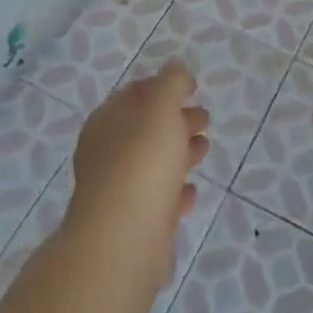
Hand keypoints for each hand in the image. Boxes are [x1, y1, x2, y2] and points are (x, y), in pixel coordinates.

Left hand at [66, 63, 209, 287]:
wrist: (123, 243)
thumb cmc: (141, 163)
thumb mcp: (160, 108)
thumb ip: (171, 83)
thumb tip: (176, 69)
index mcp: (107, 122)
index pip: (134, 94)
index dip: (161, 87)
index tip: (189, 87)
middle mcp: (107, 154)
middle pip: (145, 129)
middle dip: (175, 119)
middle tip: (204, 117)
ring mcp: (118, 192)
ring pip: (153, 163)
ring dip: (179, 152)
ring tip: (205, 148)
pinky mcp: (134, 226)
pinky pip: (158, 201)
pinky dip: (175, 192)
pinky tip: (191, 191)